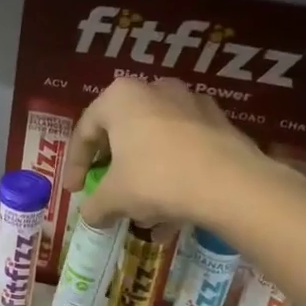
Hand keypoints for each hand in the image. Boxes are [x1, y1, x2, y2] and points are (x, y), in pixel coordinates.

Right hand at [66, 77, 279, 233]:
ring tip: (143, 212)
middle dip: (113, 167)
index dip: (75, 164)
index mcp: (120, 97)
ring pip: (155, 142)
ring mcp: (191, 103)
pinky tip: (173, 211)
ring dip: (144, 175)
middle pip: (122, 132)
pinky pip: (183, 149)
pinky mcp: (219, 123)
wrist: (230, 184)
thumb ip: (95, 205)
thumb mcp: (114, 197)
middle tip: (106, 191)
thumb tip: (91, 216)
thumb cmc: (156, 179)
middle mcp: (154, 89)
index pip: (85, 131)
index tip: (75, 190)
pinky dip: (172, 175)